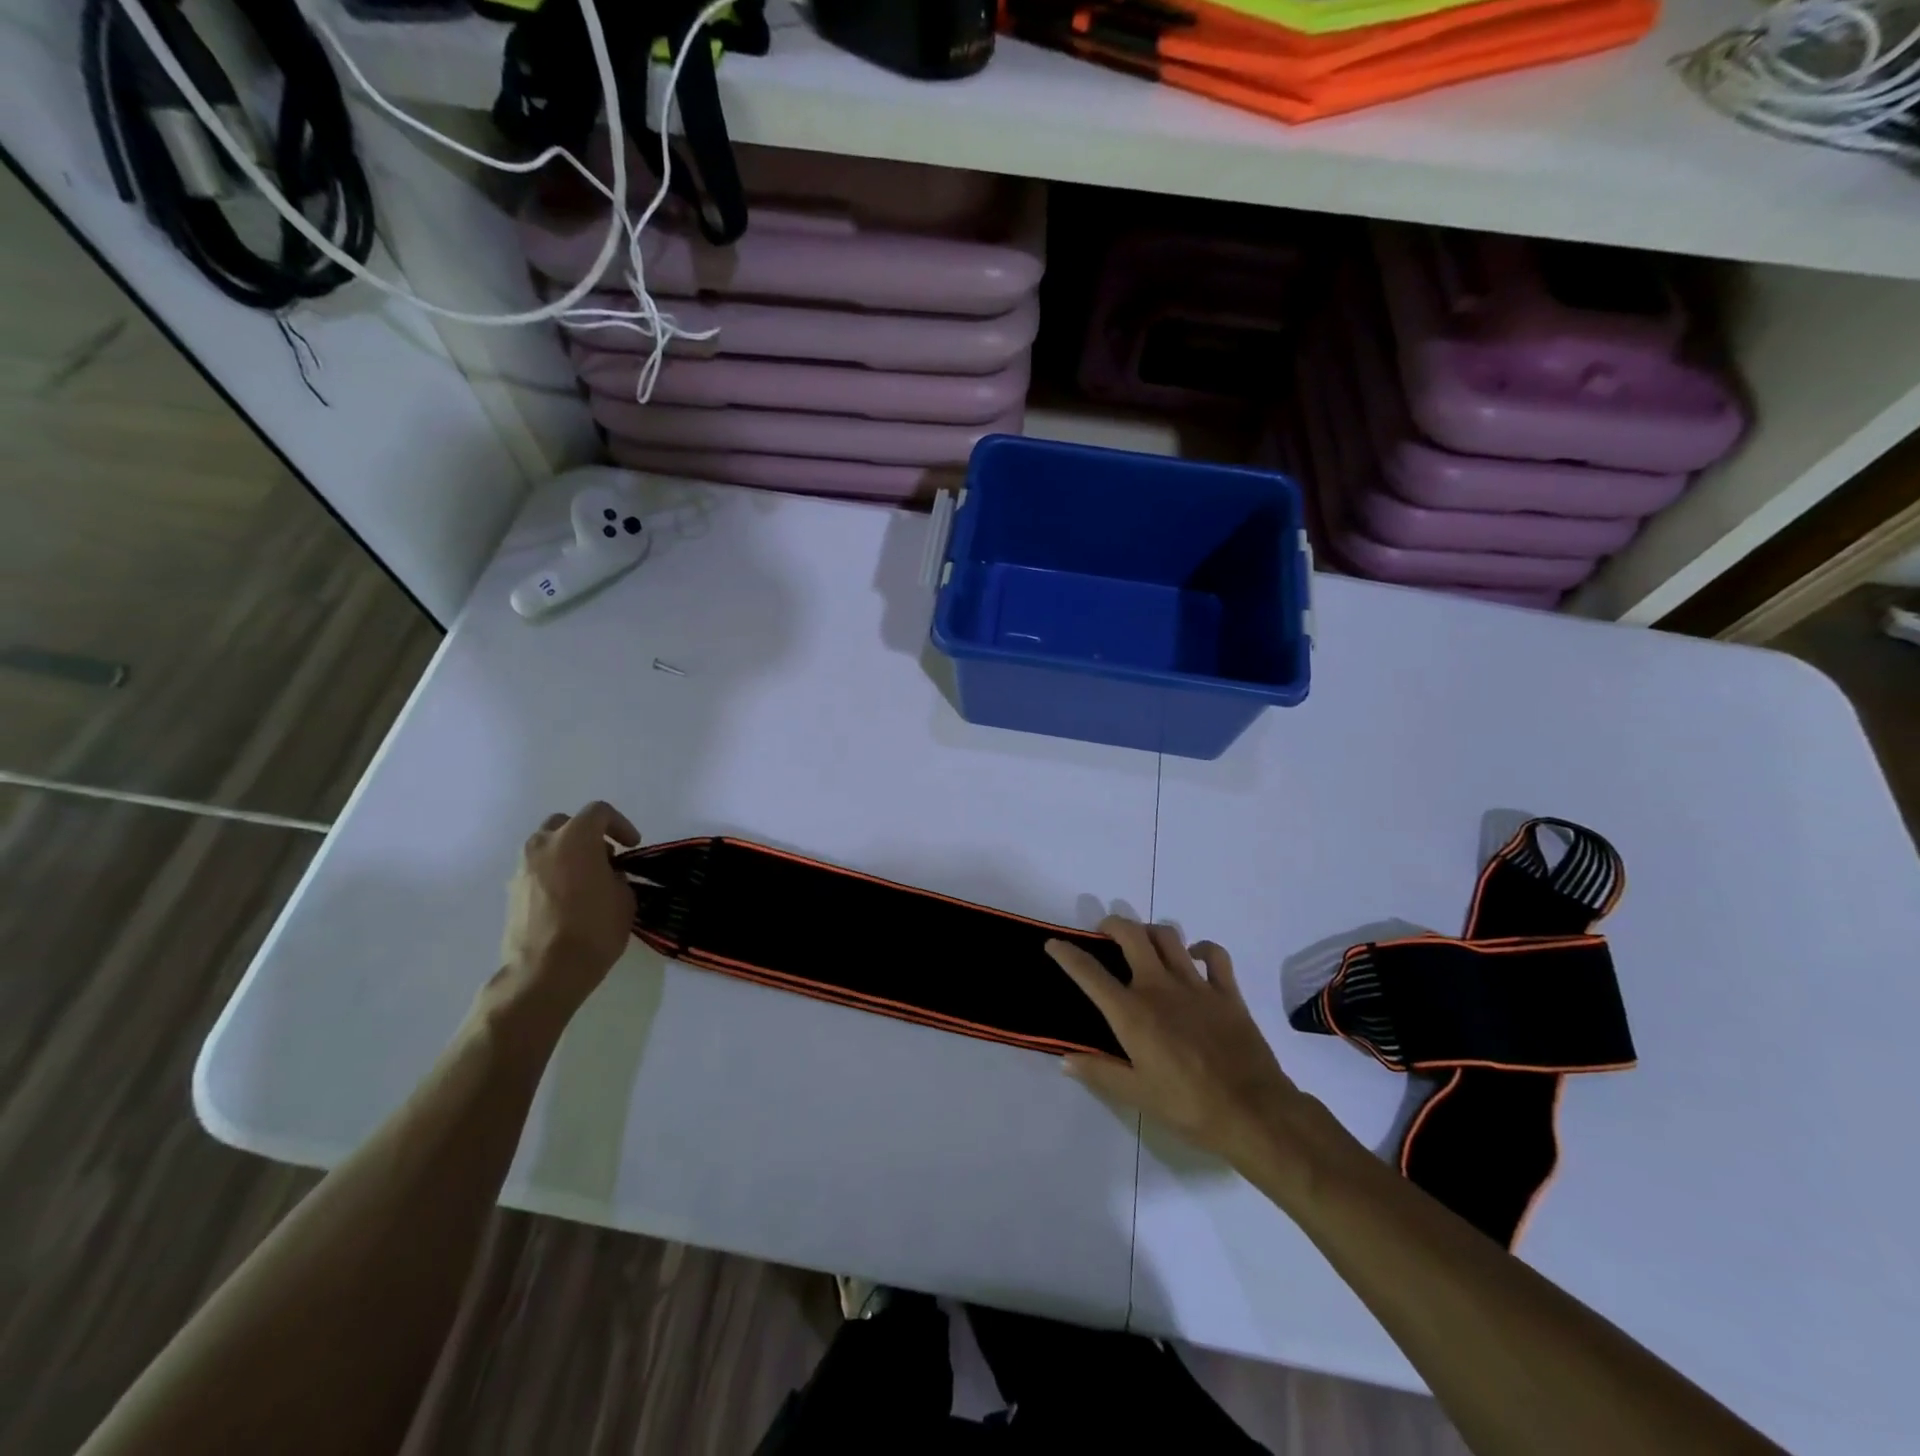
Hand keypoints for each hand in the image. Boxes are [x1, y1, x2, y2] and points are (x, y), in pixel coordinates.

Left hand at [496, 801, 640, 1018]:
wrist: (545, 971)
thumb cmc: (594, 928)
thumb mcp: (624, 898)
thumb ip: (617, 876)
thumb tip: (607, 877)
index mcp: (575, 838)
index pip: (598, 812)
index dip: (620, 825)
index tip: (632, 846)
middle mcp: (543, 845)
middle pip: (565, 823)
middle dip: (587, 835)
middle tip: (606, 858)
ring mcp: (522, 869)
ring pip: (547, 847)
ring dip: (567, 855)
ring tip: (587, 881)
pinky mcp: (511, 893)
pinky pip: (536, 871)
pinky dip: (553, 875)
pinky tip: (568, 901)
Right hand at [1047, 918, 1307, 1165]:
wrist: (1254, 1113)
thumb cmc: (1189, 1107)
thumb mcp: (1136, 1095)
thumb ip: (1099, 1072)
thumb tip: (1065, 1059)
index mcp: (1132, 1013)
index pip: (1090, 974)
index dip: (1067, 954)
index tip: (1054, 944)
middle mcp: (1159, 987)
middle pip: (1131, 935)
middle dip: (1112, 925)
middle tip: (1103, 932)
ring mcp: (1196, 985)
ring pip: (1168, 937)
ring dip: (1149, 931)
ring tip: (1142, 941)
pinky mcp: (1227, 992)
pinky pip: (1214, 954)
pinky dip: (1201, 948)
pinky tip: (1193, 956)